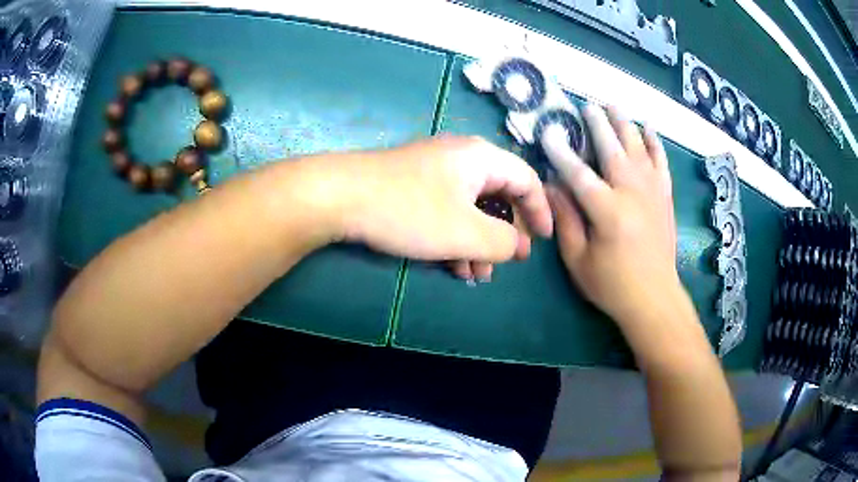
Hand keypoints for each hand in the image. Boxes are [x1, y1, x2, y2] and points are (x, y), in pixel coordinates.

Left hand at [319, 136, 552, 277]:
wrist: (340, 196)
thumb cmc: (409, 211)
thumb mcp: (465, 233)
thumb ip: (503, 241)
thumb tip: (518, 244)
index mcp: (481, 158)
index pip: (526, 180)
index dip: (540, 212)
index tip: (544, 242)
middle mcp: (461, 158)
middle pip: (498, 195)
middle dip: (504, 234)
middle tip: (505, 263)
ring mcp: (434, 170)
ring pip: (470, 207)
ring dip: (478, 242)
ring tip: (475, 274)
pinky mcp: (413, 184)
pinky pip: (447, 210)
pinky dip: (455, 236)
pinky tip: (451, 264)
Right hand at [543, 105, 679, 325]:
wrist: (654, 298)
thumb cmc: (612, 285)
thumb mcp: (579, 260)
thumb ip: (566, 220)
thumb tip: (553, 186)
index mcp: (608, 212)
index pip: (579, 173)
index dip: (561, 151)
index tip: (549, 131)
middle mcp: (633, 194)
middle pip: (613, 150)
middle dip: (598, 125)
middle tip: (587, 106)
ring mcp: (653, 193)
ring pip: (638, 148)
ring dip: (625, 124)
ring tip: (613, 105)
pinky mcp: (665, 197)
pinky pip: (661, 162)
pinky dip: (655, 143)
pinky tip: (648, 128)